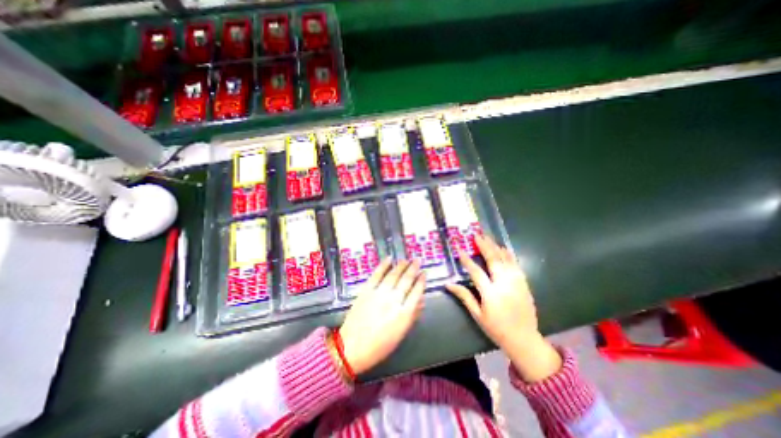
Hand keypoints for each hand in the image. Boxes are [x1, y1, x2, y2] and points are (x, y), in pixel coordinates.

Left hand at [341, 260, 425, 376]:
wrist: (352, 347)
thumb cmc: (380, 345)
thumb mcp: (401, 334)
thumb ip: (413, 315)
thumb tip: (422, 300)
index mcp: (404, 314)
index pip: (416, 292)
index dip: (422, 281)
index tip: (424, 273)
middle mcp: (393, 300)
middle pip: (406, 280)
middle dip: (413, 268)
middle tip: (417, 260)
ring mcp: (379, 294)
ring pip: (393, 275)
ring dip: (401, 265)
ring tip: (406, 259)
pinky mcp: (366, 290)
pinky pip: (376, 274)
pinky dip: (383, 265)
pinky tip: (389, 259)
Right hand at [445, 234, 561, 381]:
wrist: (524, 339)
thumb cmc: (496, 328)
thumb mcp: (477, 315)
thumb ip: (464, 296)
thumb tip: (448, 284)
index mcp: (490, 294)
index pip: (476, 272)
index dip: (467, 260)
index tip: (460, 248)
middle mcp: (504, 285)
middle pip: (493, 260)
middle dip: (484, 246)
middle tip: (477, 235)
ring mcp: (516, 283)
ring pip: (505, 260)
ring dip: (496, 247)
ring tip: (487, 237)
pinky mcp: (524, 284)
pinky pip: (516, 265)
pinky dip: (509, 255)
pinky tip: (504, 248)